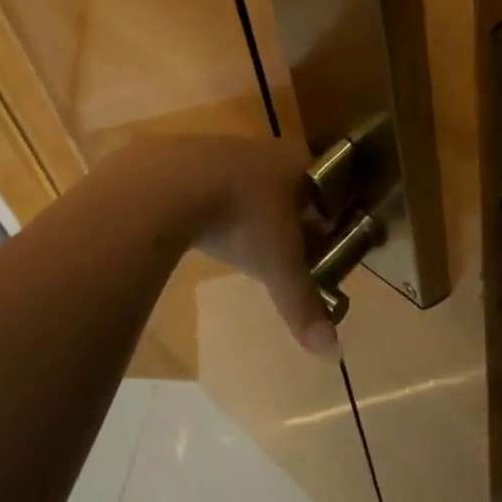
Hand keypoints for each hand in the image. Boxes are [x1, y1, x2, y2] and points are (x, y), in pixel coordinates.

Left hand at [115, 134, 334, 356]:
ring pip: (250, 182)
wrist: (168, 184)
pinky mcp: (187, 157)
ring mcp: (224, 149)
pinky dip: (216, 204)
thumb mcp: (277, 264)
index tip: (323, 247)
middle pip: (289, 186)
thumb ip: (303, 303)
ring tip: (245, 242)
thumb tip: (332, 352)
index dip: (328, 219)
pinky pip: (213, 182)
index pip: (327, 190)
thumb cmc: (240, 217)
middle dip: (291, 217)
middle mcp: (267, 149)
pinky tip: (206, 227)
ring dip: (252, 209)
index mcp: (299, 164)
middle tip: (286, 251)